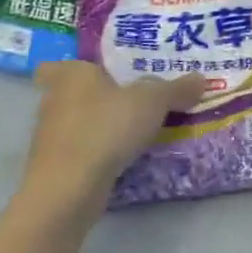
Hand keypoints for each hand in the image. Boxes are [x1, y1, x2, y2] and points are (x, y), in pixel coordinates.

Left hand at [20, 62, 206, 208]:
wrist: (68, 188)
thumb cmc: (106, 127)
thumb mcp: (153, 102)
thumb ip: (176, 89)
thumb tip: (200, 79)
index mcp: (72, 75)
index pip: (60, 64)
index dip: (78, 70)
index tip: (102, 76)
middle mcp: (54, 100)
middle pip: (74, 94)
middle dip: (99, 98)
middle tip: (133, 101)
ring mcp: (50, 136)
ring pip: (77, 124)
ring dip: (100, 127)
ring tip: (135, 132)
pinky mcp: (55, 166)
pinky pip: (80, 151)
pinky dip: (98, 153)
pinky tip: (123, 159)